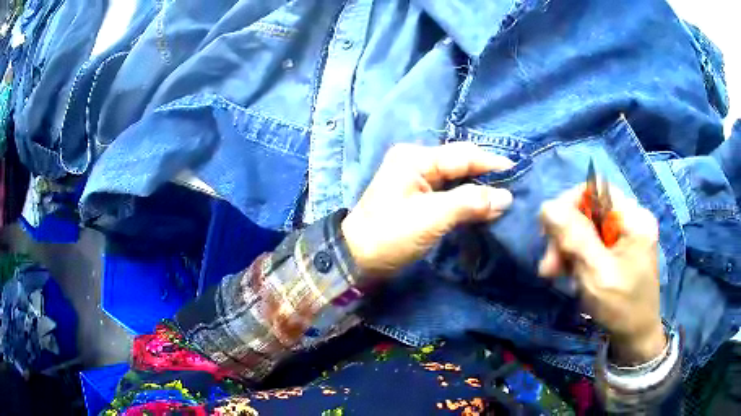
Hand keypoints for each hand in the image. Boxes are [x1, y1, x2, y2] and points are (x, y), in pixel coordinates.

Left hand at [342, 142, 513, 278]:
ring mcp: (416, 178)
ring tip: (505, 197)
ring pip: (457, 177)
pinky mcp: (418, 196)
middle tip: (515, 186)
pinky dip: (467, 198)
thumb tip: (506, 197)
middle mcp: (416, 161)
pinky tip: (484, 205)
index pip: (462, 155)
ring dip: (478, 188)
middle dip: (486, 174)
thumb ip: (470, 203)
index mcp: (415, 158)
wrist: (357, 259)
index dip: (491, 163)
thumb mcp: (431, 218)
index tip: (518, 171)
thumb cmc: (390, 235)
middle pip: (460, 163)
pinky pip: (449, 191)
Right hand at [538, 185, 665, 364]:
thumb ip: (574, 239)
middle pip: (590, 208)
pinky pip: (593, 240)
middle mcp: (632, 218)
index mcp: (633, 219)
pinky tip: (570, 273)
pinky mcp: (622, 246)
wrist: (636, 336)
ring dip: (568, 247)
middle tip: (548, 266)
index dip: (569, 204)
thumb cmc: (621, 308)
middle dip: (566, 234)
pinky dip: (578, 254)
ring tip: (554, 273)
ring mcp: (628, 233)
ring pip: (588, 225)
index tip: (550, 233)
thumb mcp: (596, 275)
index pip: (595, 189)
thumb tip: (547, 207)